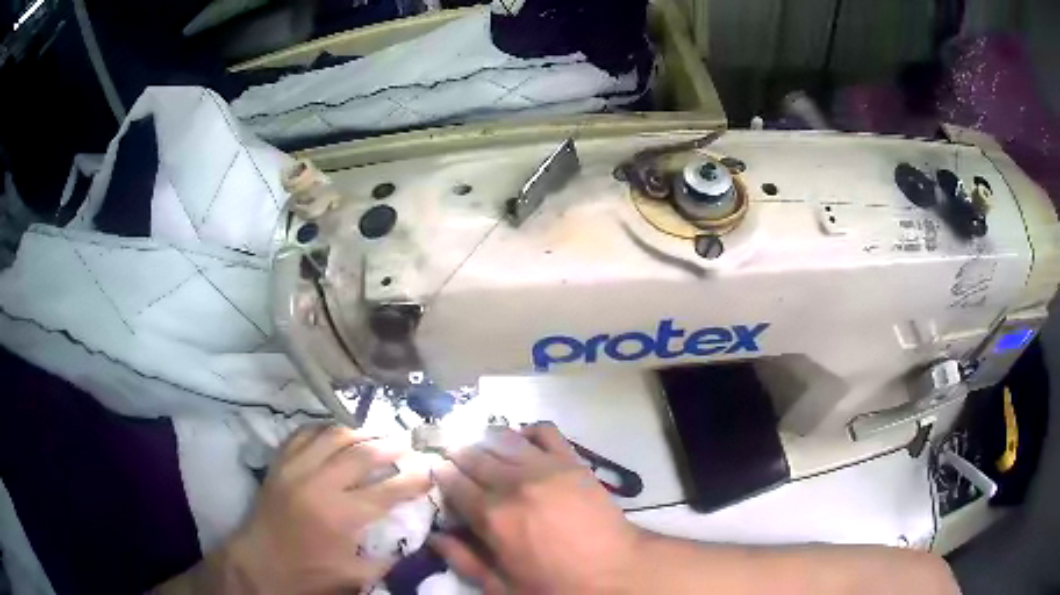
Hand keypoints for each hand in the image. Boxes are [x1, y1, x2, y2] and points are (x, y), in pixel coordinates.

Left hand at [225, 424, 430, 593]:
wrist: (259, 563)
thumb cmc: (308, 573)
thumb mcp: (354, 576)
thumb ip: (387, 558)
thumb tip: (412, 539)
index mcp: (341, 516)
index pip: (388, 490)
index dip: (414, 479)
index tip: (430, 471)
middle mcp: (319, 484)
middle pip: (363, 454)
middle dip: (392, 448)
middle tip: (408, 448)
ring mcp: (295, 468)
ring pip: (334, 436)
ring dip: (361, 434)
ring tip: (377, 437)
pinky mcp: (280, 462)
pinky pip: (305, 433)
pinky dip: (326, 431)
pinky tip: (337, 436)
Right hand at [430, 423, 642, 594]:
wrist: (614, 571)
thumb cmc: (554, 585)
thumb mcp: (501, 587)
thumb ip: (463, 560)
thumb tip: (434, 536)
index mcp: (492, 516)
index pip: (453, 482)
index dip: (442, 476)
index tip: (440, 475)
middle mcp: (513, 484)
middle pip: (474, 455)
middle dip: (459, 456)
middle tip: (457, 461)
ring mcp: (545, 468)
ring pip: (503, 438)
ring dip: (486, 441)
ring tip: (484, 449)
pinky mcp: (571, 461)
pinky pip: (544, 431)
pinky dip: (527, 431)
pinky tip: (523, 442)